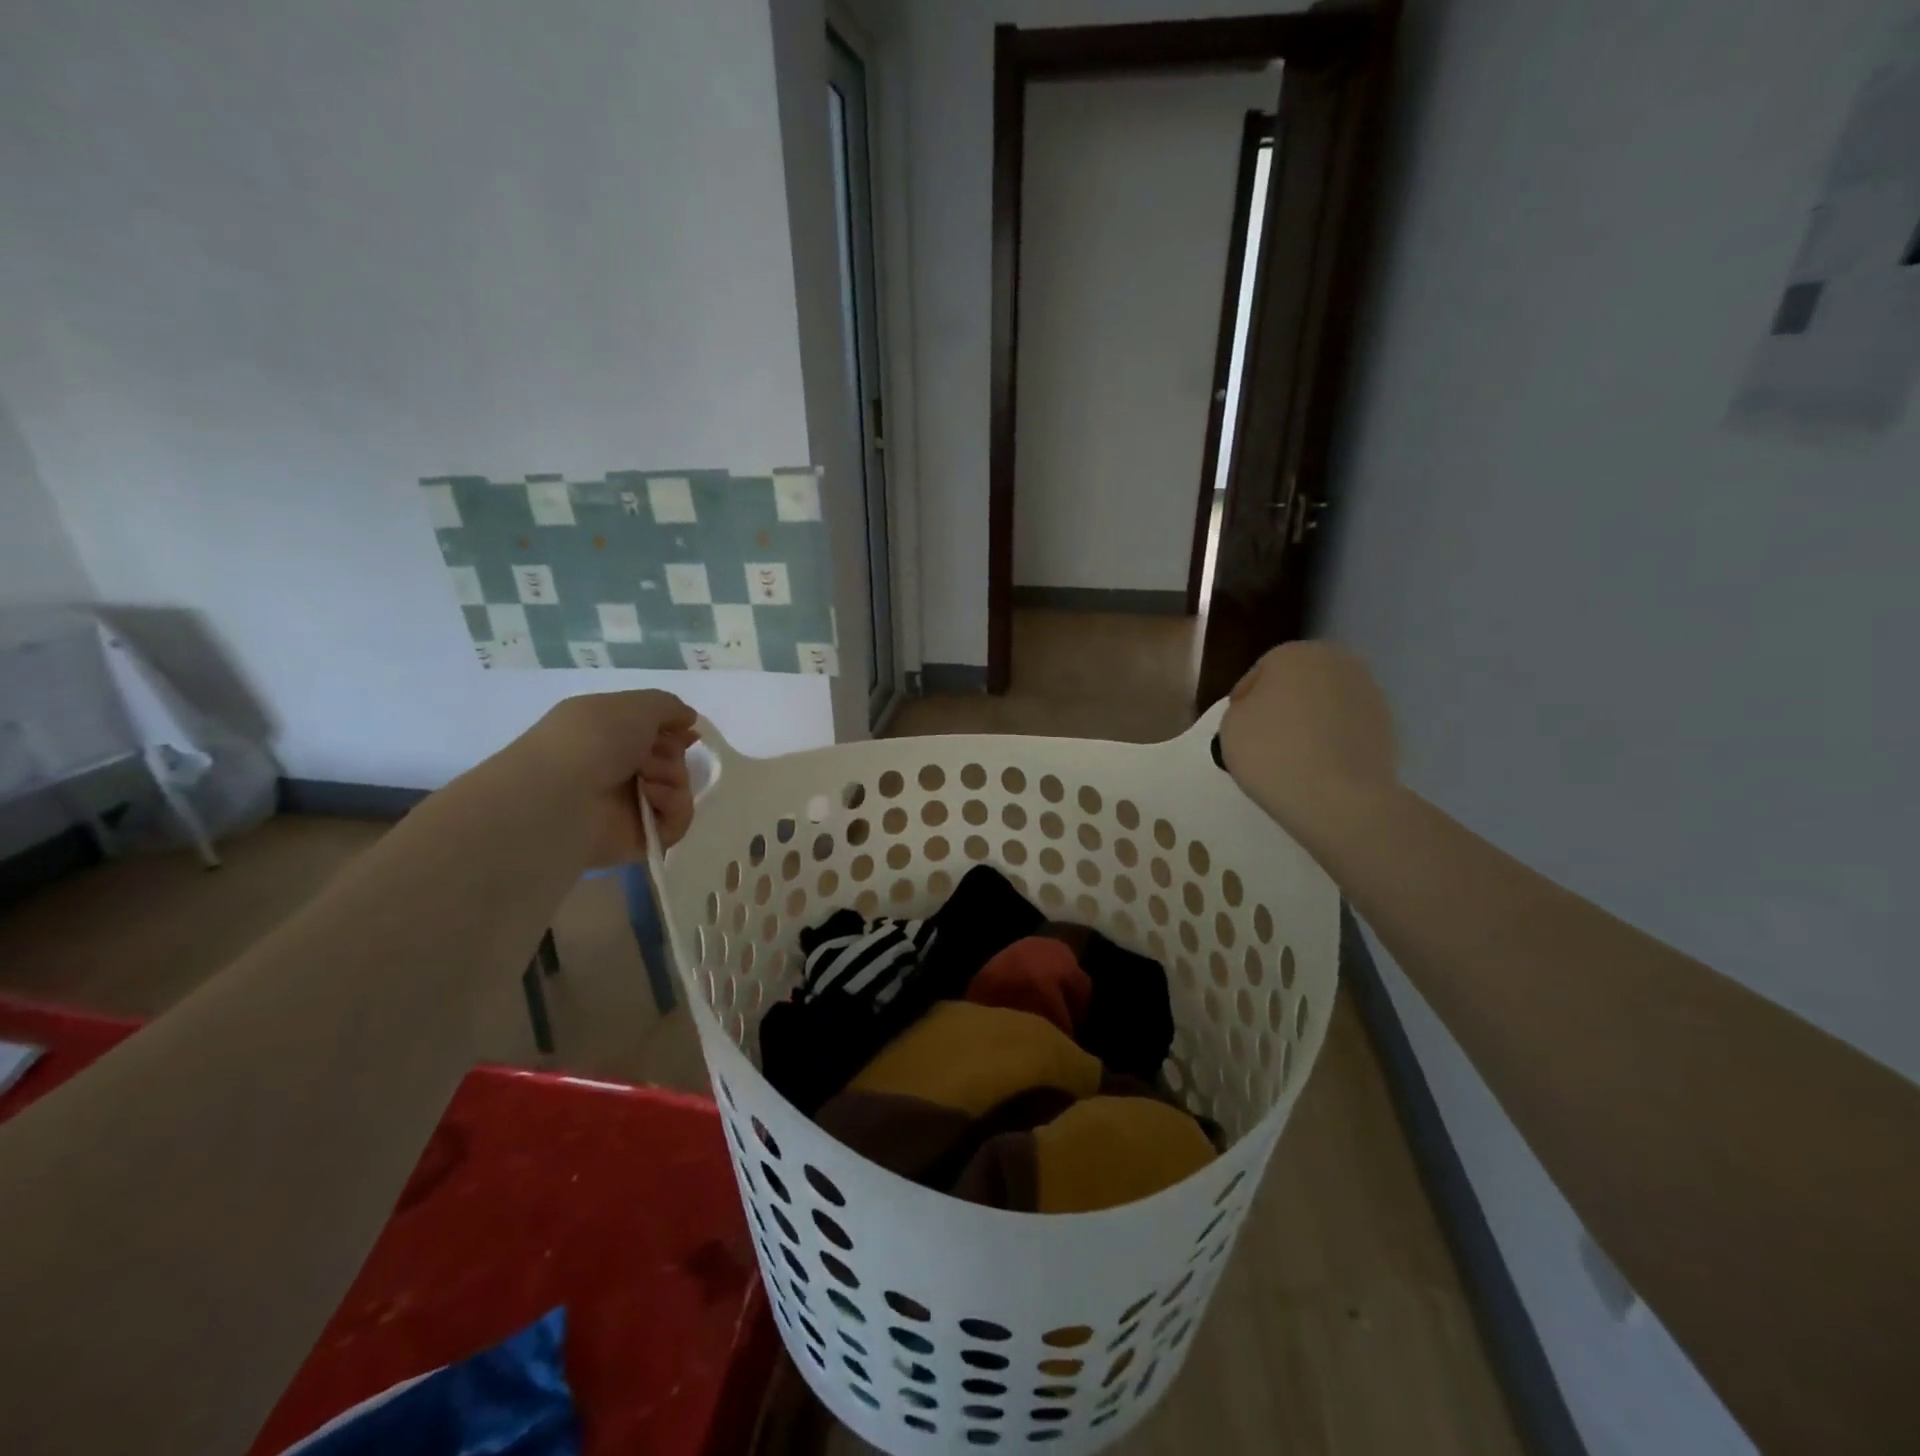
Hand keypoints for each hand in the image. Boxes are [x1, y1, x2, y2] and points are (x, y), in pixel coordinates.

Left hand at [518, 690, 699, 864]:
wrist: (560, 795)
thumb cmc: (593, 740)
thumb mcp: (635, 705)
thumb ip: (669, 706)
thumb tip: (687, 719)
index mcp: (608, 735)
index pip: (653, 733)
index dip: (674, 731)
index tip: (689, 732)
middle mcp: (617, 769)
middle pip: (671, 760)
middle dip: (672, 755)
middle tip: (652, 758)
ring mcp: (627, 806)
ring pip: (678, 789)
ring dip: (673, 778)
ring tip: (648, 781)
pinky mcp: (638, 838)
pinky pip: (676, 822)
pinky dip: (673, 806)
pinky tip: (651, 799)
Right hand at [1218, 642, 1396, 836]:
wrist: (1339, 798)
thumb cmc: (1273, 753)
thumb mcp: (1230, 726)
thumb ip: (1242, 708)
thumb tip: (1262, 712)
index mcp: (1294, 653)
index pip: (1258, 675)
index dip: (1244, 704)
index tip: (1238, 732)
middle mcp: (1337, 662)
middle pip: (1296, 684)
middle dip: (1281, 707)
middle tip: (1264, 742)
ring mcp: (1368, 692)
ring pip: (1324, 704)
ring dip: (1309, 722)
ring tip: (1293, 758)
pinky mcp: (1387, 724)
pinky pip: (1346, 727)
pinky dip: (1333, 740)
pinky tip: (1320, 767)